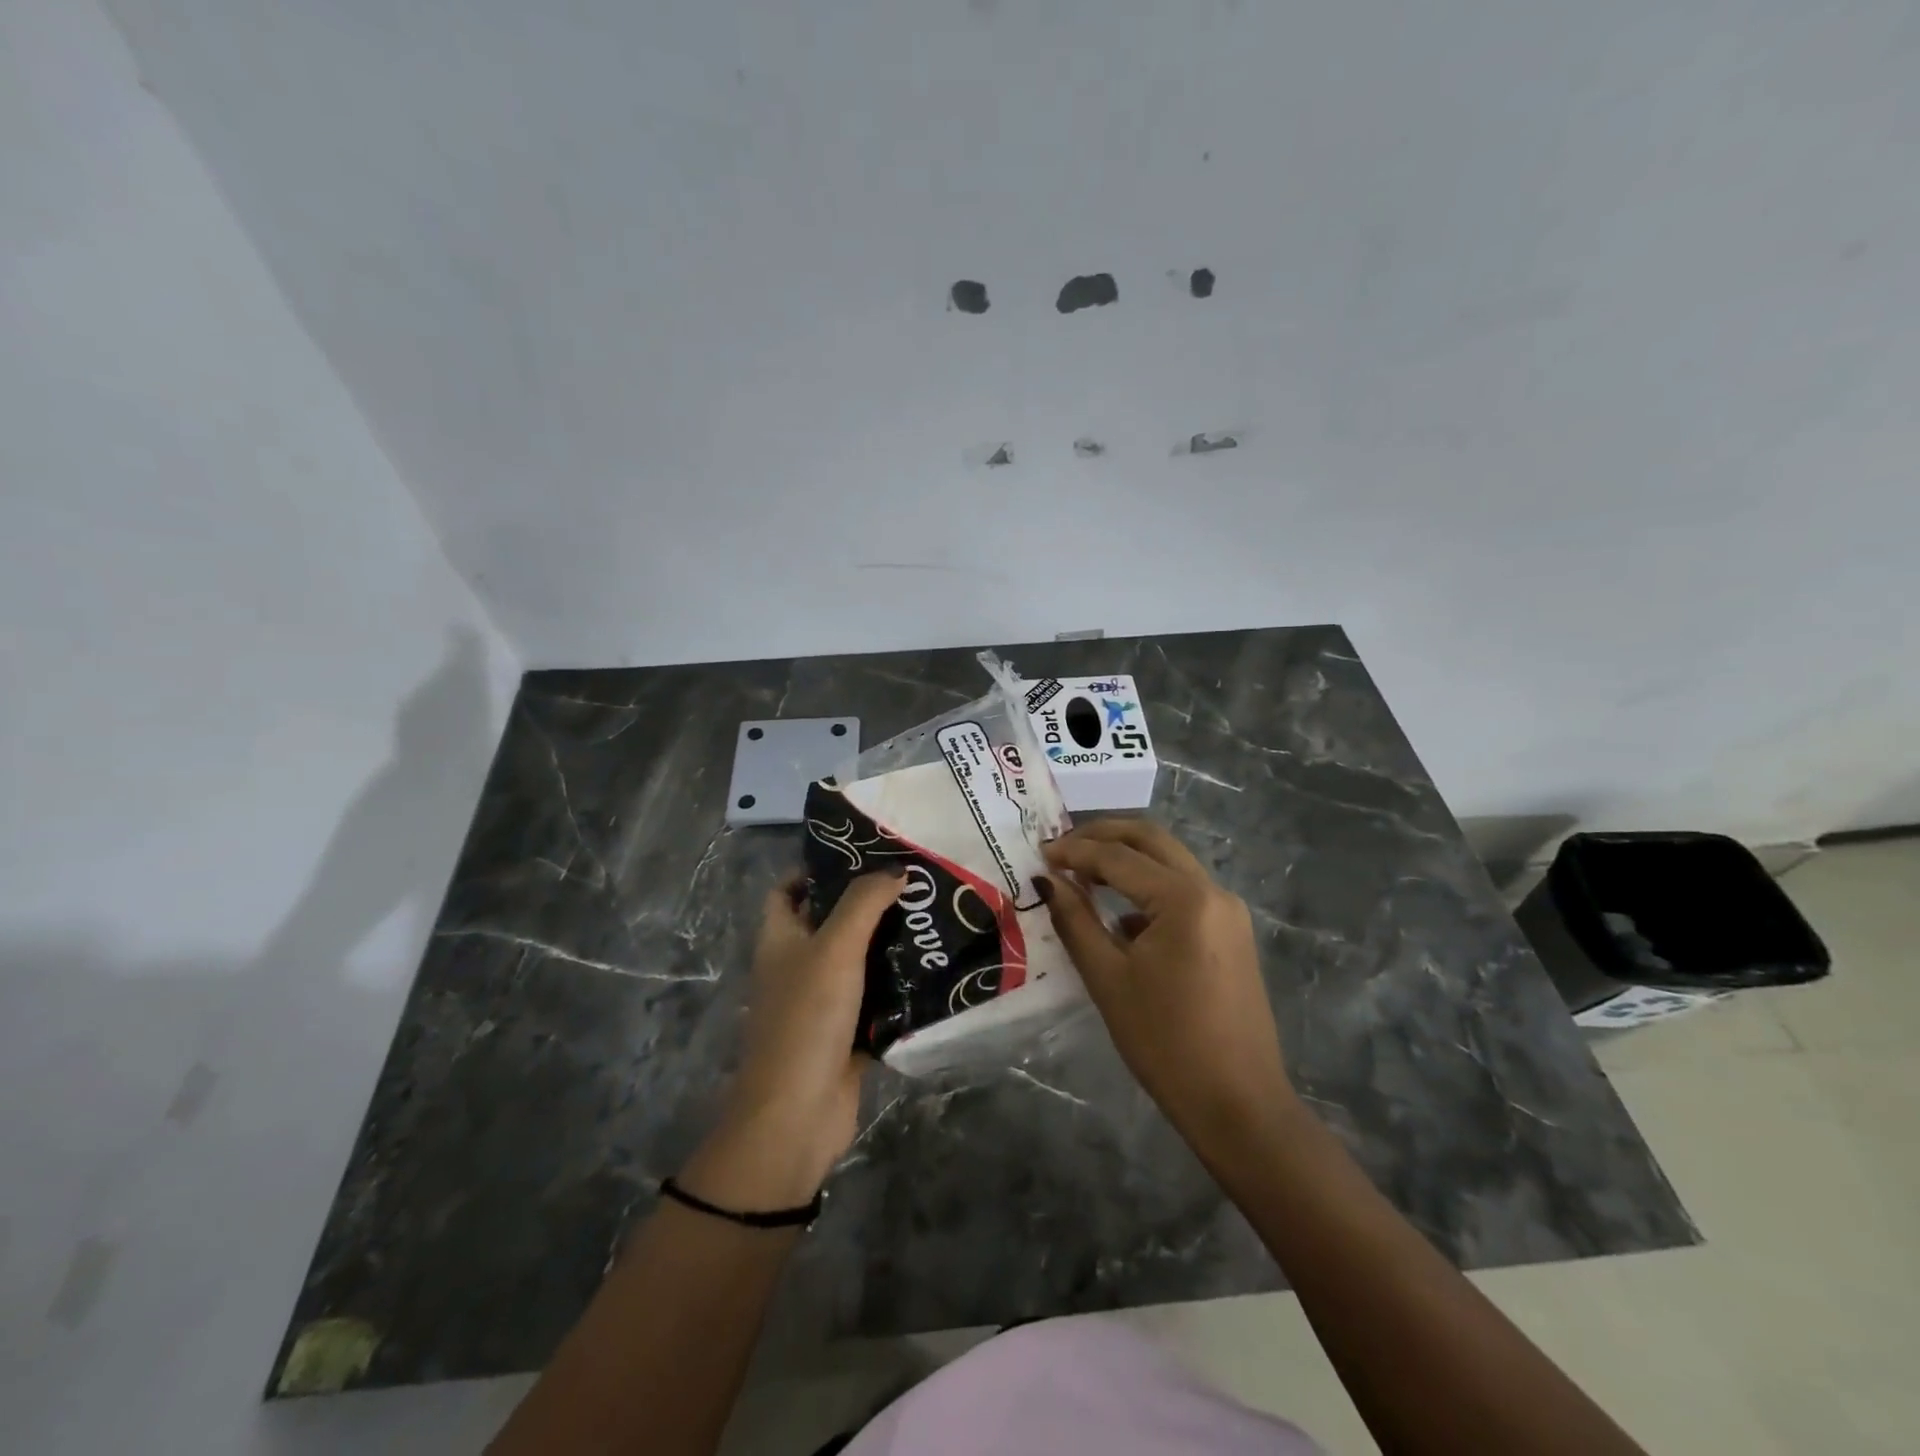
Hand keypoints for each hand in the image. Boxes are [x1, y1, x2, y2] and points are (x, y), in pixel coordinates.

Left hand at [680, 870, 902, 1211]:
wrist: (797, 1116)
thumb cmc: (807, 1019)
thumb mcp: (834, 948)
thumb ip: (863, 903)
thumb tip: (895, 869)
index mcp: (781, 939)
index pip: (787, 889)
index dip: (816, 868)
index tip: (863, 853)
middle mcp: (798, 965)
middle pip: (831, 920)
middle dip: (868, 901)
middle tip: (916, 881)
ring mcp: (823, 1001)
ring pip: (859, 960)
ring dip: (891, 943)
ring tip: (934, 915)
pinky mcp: (849, 1032)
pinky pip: (878, 999)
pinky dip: (901, 985)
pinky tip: (937, 968)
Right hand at [1040, 820, 1293, 1154]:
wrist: (1238, 1105)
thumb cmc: (1164, 1042)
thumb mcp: (1108, 978)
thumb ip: (1075, 920)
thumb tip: (1047, 880)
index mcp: (1184, 899)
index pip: (1118, 857)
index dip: (1074, 851)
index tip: (1039, 852)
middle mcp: (1212, 891)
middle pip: (1152, 840)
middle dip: (1104, 835)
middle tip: (1061, 845)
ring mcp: (1228, 910)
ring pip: (1170, 862)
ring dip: (1127, 858)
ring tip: (1082, 870)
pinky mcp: (1232, 932)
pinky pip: (1184, 891)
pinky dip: (1148, 887)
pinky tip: (1118, 914)